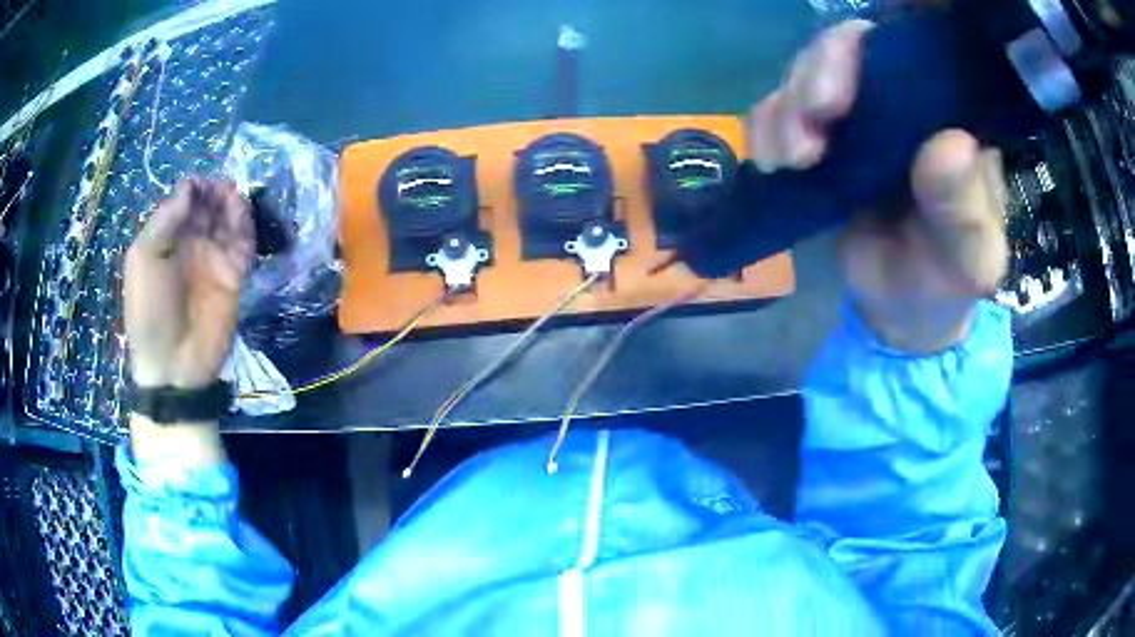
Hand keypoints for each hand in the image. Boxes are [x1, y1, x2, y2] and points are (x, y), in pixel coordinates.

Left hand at [125, 177, 253, 388]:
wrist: (172, 363)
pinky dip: (247, 230)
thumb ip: (164, 220)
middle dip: (217, 193)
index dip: (195, 188)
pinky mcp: (233, 277)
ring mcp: (213, 260)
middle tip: (224, 190)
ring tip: (236, 201)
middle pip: (209, 206)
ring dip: (234, 206)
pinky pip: (244, 245)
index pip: (185, 201)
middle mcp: (190, 244)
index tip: (201, 187)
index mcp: (167, 238)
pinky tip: (244, 221)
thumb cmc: (150, 309)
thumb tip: (189, 186)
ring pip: (229, 221)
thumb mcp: (145, 260)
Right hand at [750, 20, 1007, 353]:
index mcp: (947, 116)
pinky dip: (766, 129)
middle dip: (815, 78)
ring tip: (792, 164)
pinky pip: (777, 109)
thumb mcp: (968, 261)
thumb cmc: (944, 282)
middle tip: (808, 133)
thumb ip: (965, 211)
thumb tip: (950, 145)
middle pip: (846, 48)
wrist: (900, 310)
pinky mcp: (820, 138)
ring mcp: (857, 115)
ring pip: (805, 73)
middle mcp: (901, 101)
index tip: (837, 99)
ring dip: (786, 111)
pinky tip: (777, 165)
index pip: (906, 51)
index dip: (863, 55)